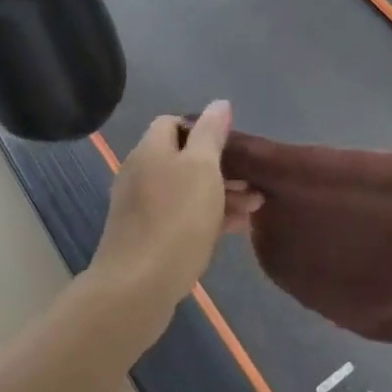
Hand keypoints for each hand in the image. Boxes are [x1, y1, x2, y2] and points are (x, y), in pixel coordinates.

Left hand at [91, 101, 261, 334]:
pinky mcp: (145, 237)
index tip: (231, 146)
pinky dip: (207, 216)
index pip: (174, 123)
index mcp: (151, 150)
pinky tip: (235, 228)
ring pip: (186, 190)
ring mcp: (140, 208)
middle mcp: (141, 173)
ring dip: (220, 193)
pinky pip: (180, 216)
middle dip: (221, 167)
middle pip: (183, 158)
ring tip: (254, 208)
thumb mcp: (202, 168)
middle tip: (253, 183)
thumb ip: (211, 133)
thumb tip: (219, 104)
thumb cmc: (176, 219)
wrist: (137, 288)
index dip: (203, 128)